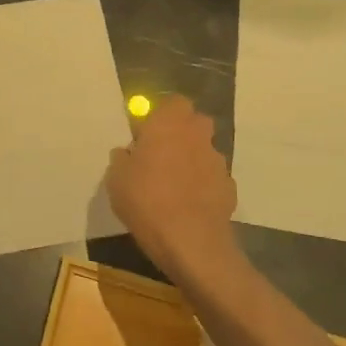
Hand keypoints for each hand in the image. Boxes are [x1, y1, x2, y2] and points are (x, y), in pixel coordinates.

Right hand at [106, 96, 239, 284]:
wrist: (190, 242)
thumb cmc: (146, 201)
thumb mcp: (116, 178)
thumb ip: (123, 158)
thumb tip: (128, 153)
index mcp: (169, 123)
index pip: (173, 102)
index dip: (161, 115)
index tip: (147, 133)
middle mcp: (197, 135)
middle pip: (194, 123)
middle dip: (181, 134)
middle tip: (161, 156)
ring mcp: (217, 161)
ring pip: (204, 151)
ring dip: (192, 161)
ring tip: (174, 187)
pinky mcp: (229, 188)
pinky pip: (213, 179)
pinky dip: (203, 187)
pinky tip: (189, 207)